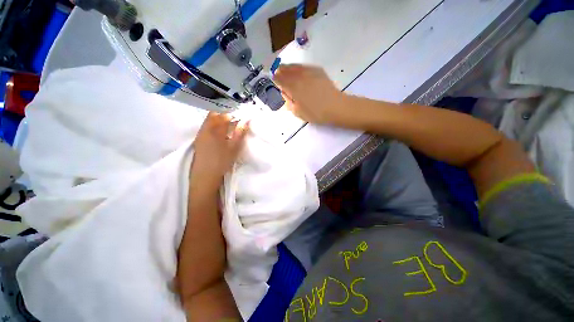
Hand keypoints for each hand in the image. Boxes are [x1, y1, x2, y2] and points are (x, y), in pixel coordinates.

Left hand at [190, 113, 248, 189]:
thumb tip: (246, 120)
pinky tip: (219, 137)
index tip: (240, 119)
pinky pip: (205, 128)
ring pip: (208, 121)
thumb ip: (240, 133)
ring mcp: (200, 134)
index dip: (233, 115)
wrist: (206, 174)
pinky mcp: (198, 140)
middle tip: (233, 123)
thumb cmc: (222, 160)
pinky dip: (213, 127)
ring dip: (218, 122)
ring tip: (227, 130)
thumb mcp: (234, 147)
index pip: (224, 116)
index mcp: (215, 129)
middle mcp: (205, 128)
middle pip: (213, 115)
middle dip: (224, 116)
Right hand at [273, 64, 350, 125]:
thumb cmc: (315, 113)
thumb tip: (285, 93)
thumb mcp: (298, 112)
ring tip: (286, 69)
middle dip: (281, 71)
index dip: (276, 79)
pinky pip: (304, 66)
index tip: (274, 80)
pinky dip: (299, 68)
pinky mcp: (318, 71)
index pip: (280, 79)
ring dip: (289, 67)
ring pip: (295, 66)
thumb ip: (288, 102)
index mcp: (292, 87)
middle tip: (278, 72)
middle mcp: (299, 76)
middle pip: (286, 70)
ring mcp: (309, 71)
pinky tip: (299, 71)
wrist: (335, 107)